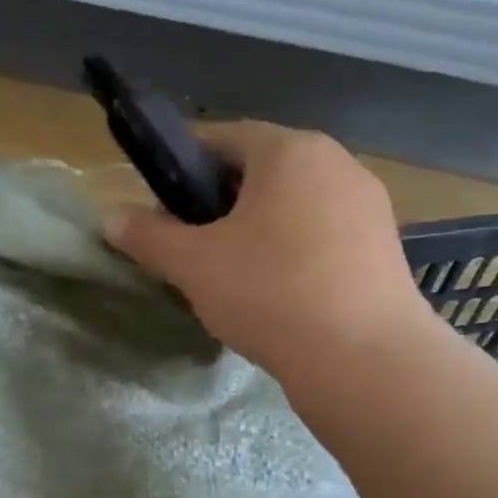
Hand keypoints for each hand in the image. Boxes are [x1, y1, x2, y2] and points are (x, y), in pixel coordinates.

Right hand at [105, 122, 433, 386]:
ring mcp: (368, 204)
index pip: (223, 138)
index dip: (184, 166)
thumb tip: (112, 217)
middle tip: (194, 246)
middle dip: (221, 202)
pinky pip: (324, 235)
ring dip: (259, 229)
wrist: (364, 359)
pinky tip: (280, 294)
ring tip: (235, 275)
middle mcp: (337, 162)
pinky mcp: (385, 246)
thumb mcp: (194, 264)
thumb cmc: (270, 293)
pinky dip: (295, 251)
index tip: (162, 205)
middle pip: (262, 171)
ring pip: (295, 205)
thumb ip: (148, 236)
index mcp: (290, 150)